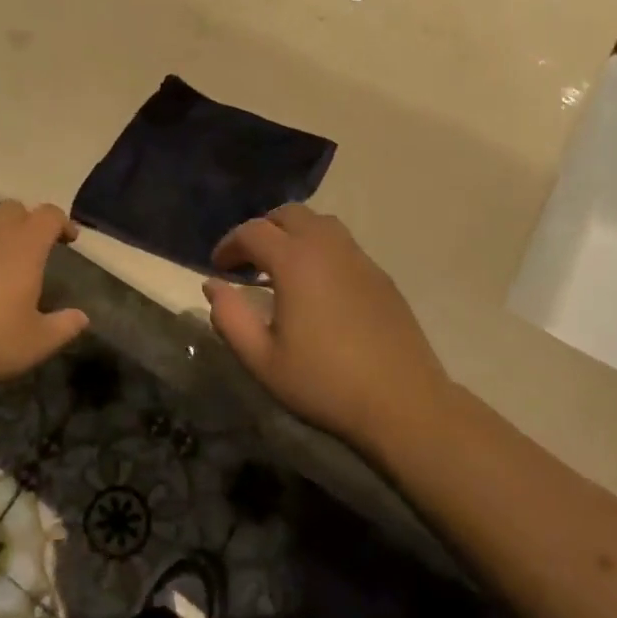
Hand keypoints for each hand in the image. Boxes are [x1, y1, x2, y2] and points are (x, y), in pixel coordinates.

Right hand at [204, 205, 449, 453]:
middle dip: (262, 229)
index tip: (217, 267)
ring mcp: (359, 259)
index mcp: (295, 262)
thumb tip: (213, 285)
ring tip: (281, 268)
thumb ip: (230, 317)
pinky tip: (317, 287)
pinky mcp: (381, 276)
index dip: (229, 244)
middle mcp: (328, 248)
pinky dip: (320, 250)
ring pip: (320, 223)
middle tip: (248, 261)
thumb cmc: (325, 383)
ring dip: (293, 234)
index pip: (253, 231)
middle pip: (289, 214)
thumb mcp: (262, 359)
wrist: (403, 403)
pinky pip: (342, 245)